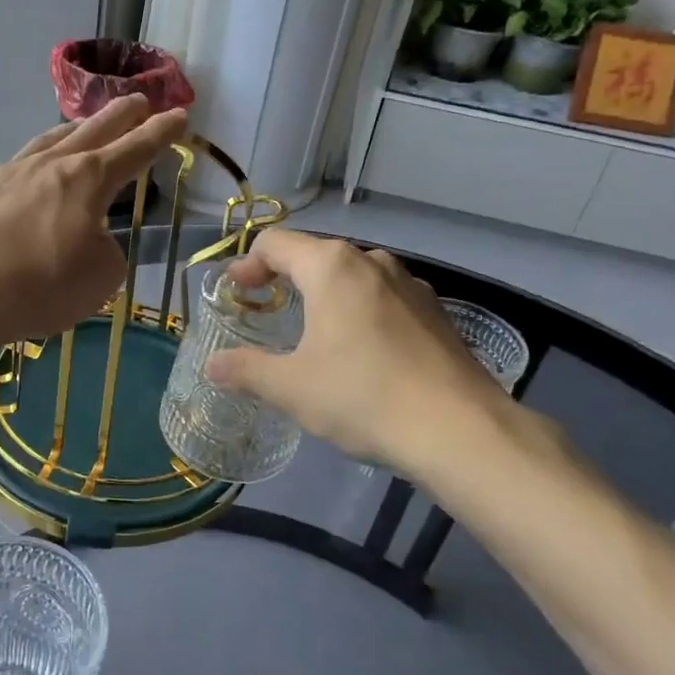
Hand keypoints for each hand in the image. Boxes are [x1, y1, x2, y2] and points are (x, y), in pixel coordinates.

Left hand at [0, 94, 188, 357]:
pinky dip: (33, 167)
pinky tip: (29, 178)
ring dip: (74, 130)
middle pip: (93, 128)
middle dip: (121, 114)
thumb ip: (107, 251)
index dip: (161, 133)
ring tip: (84, 127)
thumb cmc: (40, 287)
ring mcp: (8, 172)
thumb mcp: (100, 278)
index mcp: (87, 179)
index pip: (135, 149)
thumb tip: (90, 239)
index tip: (180, 115)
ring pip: (49, 139)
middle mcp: (48, 164)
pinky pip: (15, 168)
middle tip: (139, 101)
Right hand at [204, 231, 526, 481]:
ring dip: (324, 295)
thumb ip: (246, 370)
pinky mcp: (436, 313)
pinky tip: (361, 353)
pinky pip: (383, 299)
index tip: (236, 293)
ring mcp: (411, 285)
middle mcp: (372, 262)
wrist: (461, 431)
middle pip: (315, 256)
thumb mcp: (291, 388)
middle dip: (284, 279)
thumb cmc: (362, 397)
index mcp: (331, 267)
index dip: (248, 264)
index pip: (275, 243)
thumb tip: (213, 365)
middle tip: (266, 312)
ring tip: (312, 333)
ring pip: (353, 277)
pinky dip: (359, 312)